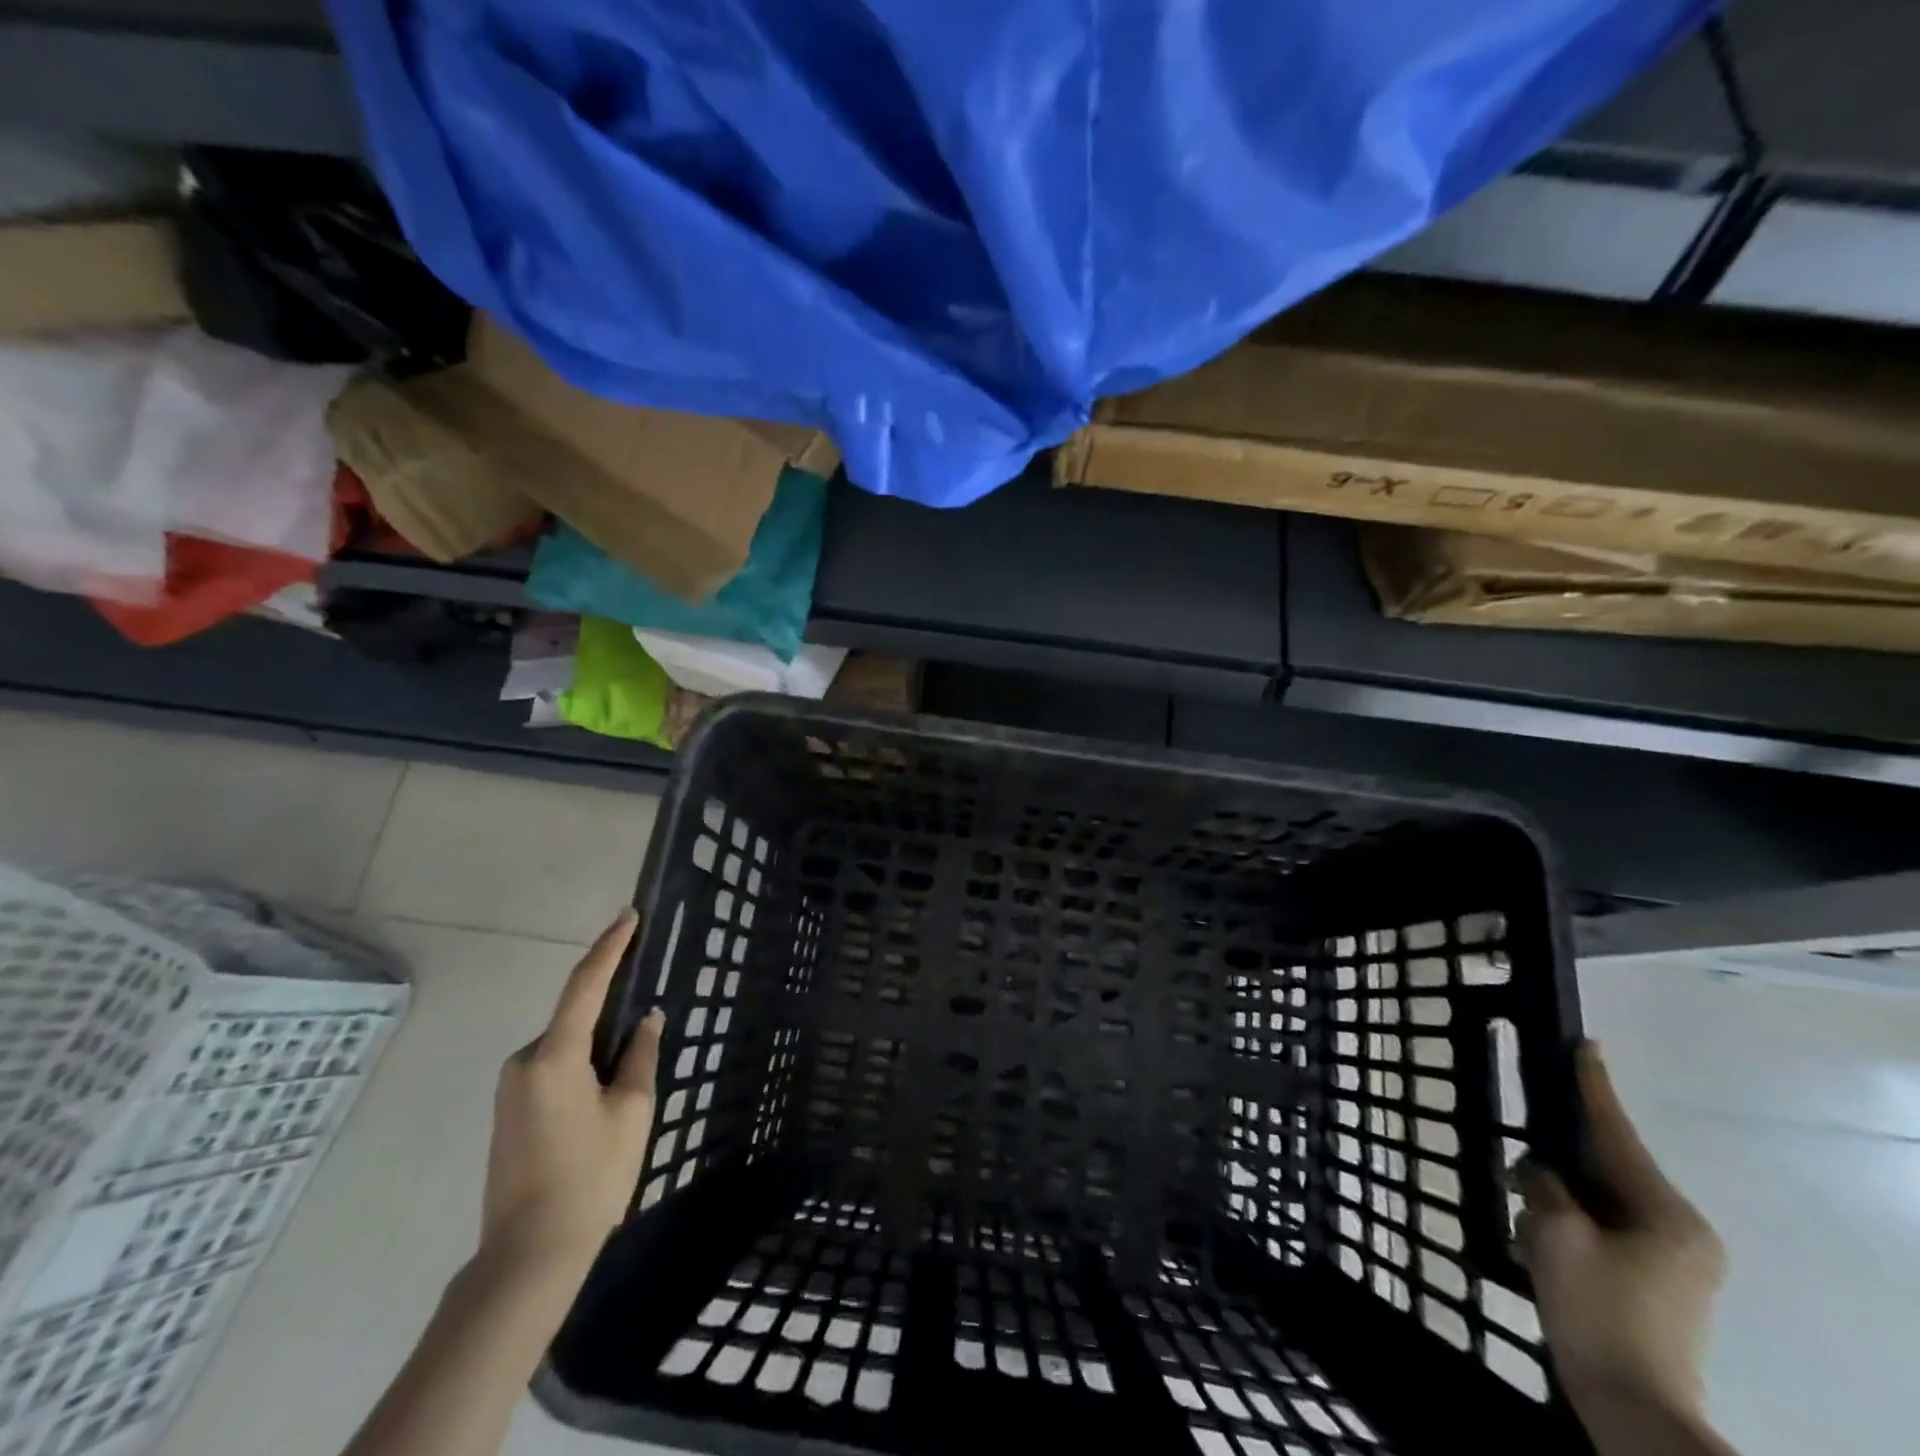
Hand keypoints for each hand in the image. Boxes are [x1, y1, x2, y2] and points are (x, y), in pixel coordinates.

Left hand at [481, 909, 663, 1279]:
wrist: (528, 1257)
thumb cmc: (591, 1177)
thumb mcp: (632, 1111)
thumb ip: (640, 1056)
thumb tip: (647, 1019)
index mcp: (555, 1056)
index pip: (586, 984)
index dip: (610, 947)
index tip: (629, 915)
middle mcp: (524, 1062)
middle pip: (575, 1017)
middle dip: (611, 1010)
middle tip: (646, 1019)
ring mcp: (511, 1088)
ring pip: (565, 1046)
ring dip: (597, 1045)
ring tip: (630, 1075)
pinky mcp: (509, 1112)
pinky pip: (552, 1068)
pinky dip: (581, 1065)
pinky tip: (603, 1095)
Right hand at [1516, 1044, 1724, 1424]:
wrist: (1630, 1405)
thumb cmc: (1596, 1309)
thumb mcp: (1554, 1233)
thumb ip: (1543, 1184)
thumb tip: (1538, 1171)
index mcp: (1666, 1214)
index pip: (1616, 1133)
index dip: (1592, 1087)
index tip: (1584, 1045)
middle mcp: (1680, 1231)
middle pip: (1606, 1168)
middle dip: (1559, 1159)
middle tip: (1523, 1150)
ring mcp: (1673, 1261)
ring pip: (1599, 1200)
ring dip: (1558, 1199)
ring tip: (1525, 1217)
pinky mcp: (1655, 1283)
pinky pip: (1603, 1229)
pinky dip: (1569, 1226)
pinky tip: (1540, 1242)